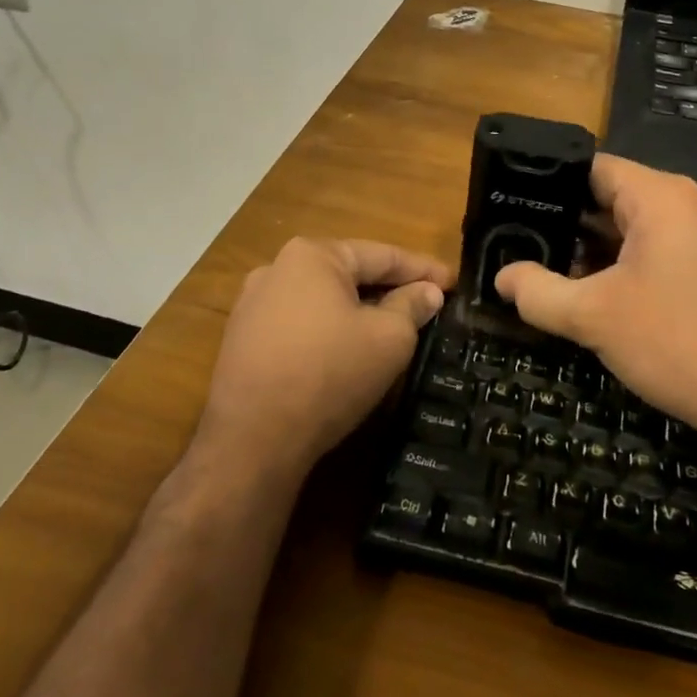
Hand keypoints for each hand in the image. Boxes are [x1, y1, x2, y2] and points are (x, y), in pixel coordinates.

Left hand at [198, 237, 451, 478]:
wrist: (252, 440)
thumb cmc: (329, 373)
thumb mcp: (389, 339)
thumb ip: (412, 307)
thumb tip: (428, 292)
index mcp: (312, 255)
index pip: (381, 255)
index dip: (423, 269)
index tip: (454, 282)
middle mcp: (276, 269)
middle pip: (349, 274)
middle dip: (390, 288)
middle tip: (428, 303)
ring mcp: (253, 306)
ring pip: (324, 301)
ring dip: (360, 311)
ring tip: (394, 327)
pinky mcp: (243, 341)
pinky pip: (301, 325)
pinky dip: (331, 331)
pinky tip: (349, 351)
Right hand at [494, 155, 696, 452]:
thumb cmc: (676, 342)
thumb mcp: (593, 317)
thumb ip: (538, 292)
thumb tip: (502, 278)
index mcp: (662, 196)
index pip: (594, 168)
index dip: (551, 184)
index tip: (516, 206)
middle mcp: (692, 203)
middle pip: (616, 196)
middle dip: (571, 222)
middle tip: (526, 245)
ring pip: (640, 227)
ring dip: (599, 248)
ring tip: (555, 272)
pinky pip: (665, 249)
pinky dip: (631, 264)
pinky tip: (604, 296)